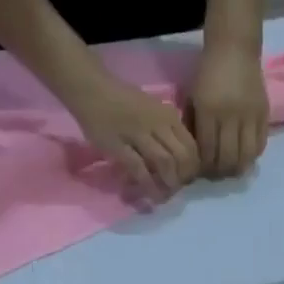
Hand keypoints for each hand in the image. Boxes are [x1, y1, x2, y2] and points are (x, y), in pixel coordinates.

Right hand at [64, 71, 200, 196]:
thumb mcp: (153, 109)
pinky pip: (139, 169)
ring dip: (168, 183)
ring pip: (164, 163)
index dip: (193, 167)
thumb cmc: (122, 100)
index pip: (191, 146)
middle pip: (182, 157)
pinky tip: (150, 195)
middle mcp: (157, 124)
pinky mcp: (118, 145)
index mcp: (168, 116)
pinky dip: (148, 185)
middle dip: (183, 178)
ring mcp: (138, 134)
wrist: (90, 88)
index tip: (188, 179)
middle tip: (177, 189)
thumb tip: (182, 158)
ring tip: (166, 195)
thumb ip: (168, 130)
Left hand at [188, 43, 269, 175]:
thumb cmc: (208, 72)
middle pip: (228, 158)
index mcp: (208, 110)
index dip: (205, 167)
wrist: (234, 48)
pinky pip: (260, 144)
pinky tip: (245, 156)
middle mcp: (230, 116)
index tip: (202, 171)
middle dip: (221, 171)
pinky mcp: (264, 115)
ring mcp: (250, 116)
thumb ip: (194, 125)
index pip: (208, 151)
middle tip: (217, 174)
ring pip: (246, 156)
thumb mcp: (193, 97)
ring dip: (238, 167)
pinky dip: (252, 156)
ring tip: (232, 169)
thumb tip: (197, 153)